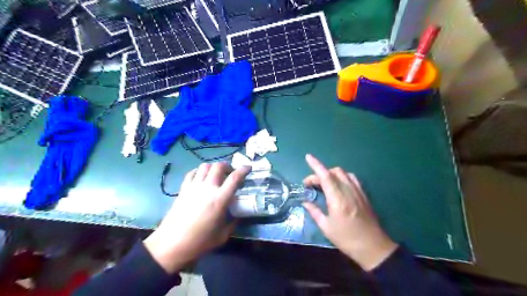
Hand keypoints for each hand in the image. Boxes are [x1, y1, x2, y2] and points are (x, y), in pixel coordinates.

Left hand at [144, 163, 250, 273]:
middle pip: (219, 166)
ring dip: (213, 167)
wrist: (172, 244)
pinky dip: (199, 171)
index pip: (234, 178)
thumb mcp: (223, 235)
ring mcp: (194, 187)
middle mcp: (207, 188)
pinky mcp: (183, 189)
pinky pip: (192, 173)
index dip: (243, 170)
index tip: (248, 167)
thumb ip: (233, 222)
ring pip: (205, 166)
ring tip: (216, 175)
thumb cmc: (200, 241)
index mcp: (220, 199)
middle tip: (231, 173)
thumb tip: (238, 215)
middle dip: (228, 166)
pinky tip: (201, 178)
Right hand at [303, 154, 397, 271]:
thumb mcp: (326, 227)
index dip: (316, 165)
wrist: (373, 247)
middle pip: (333, 172)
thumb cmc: (347, 239)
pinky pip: (352, 178)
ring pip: (343, 173)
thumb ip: (314, 211)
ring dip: (331, 174)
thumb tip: (305, 201)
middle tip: (310, 185)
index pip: (325, 176)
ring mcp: (358, 191)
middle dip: (319, 173)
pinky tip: (338, 185)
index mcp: (337, 199)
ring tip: (323, 183)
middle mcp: (348, 191)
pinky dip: (342, 177)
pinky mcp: (363, 194)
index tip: (308, 157)